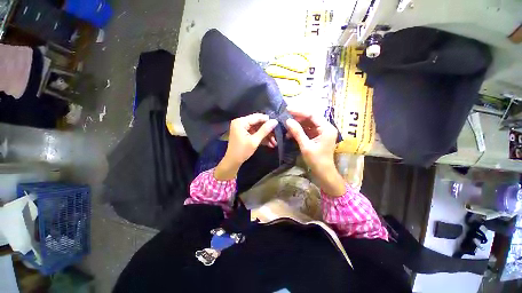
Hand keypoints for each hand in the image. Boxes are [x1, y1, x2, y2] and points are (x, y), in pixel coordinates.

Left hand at [215, 114, 277, 179]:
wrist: (232, 162)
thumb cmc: (242, 151)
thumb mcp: (254, 141)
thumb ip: (265, 130)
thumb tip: (275, 121)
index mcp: (241, 122)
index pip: (257, 117)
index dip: (268, 121)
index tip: (278, 125)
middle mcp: (241, 122)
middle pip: (258, 123)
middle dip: (268, 130)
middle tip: (277, 136)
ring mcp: (242, 128)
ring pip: (258, 129)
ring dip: (266, 135)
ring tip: (275, 142)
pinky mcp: (244, 134)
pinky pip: (255, 133)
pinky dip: (261, 138)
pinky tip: (270, 144)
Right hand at [285, 108, 345, 195]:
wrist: (323, 172)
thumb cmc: (316, 160)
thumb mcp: (305, 146)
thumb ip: (297, 132)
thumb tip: (287, 121)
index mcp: (326, 128)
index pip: (312, 114)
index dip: (299, 111)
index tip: (287, 109)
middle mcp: (326, 127)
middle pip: (310, 117)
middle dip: (297, 117)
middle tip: (285, 117)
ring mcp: (322, 131)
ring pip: (308, 123)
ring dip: (297, 124)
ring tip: (286, 126)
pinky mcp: (317, 136)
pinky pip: (307, 129)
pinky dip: (299, 130)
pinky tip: (290, 133)